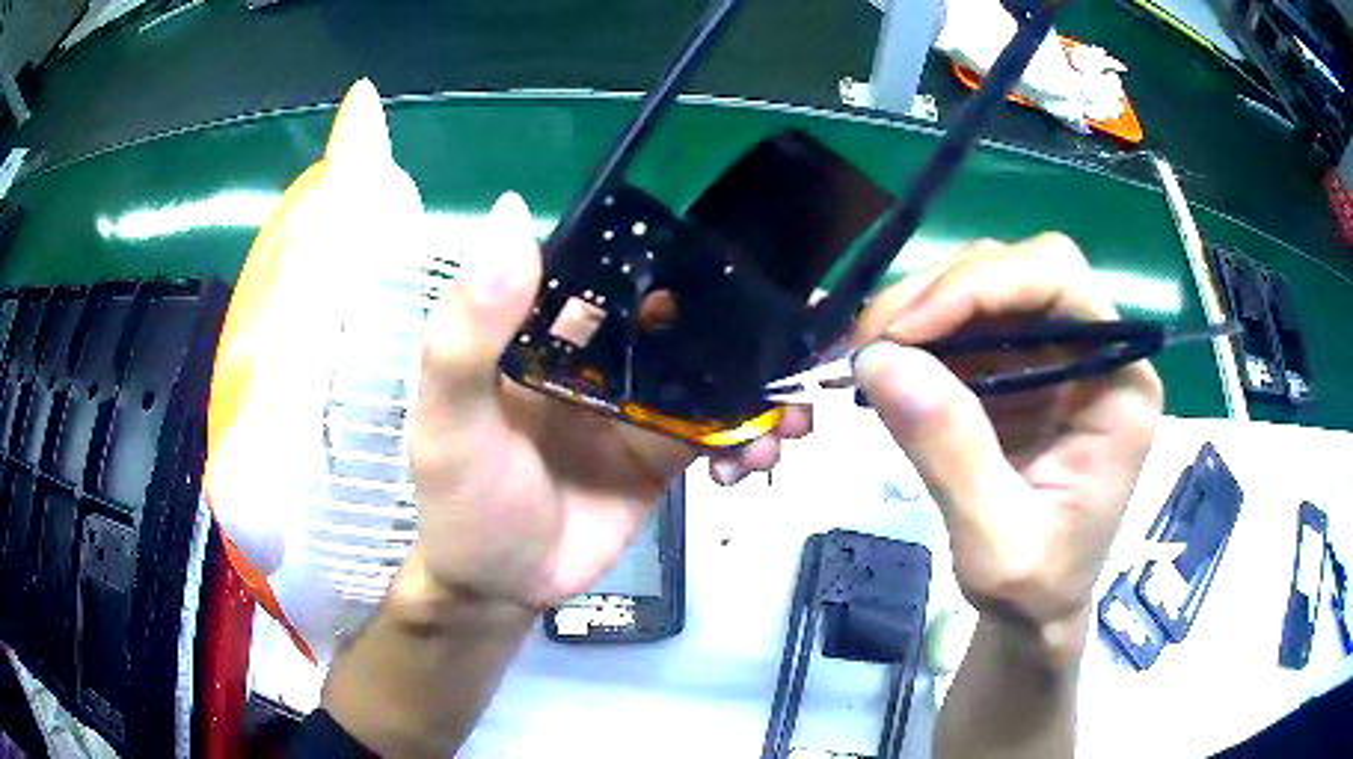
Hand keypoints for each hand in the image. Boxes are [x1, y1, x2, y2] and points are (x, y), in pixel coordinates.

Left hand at [407, 192, 809, 608]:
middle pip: (689, 321)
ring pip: (717, 376)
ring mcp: (638, 404)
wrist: (497, 586)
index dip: (686, 257)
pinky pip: (721, 433)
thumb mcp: (450, 416)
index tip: (756, 258)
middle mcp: (601, 354)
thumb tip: (510, 212)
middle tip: (808, 338)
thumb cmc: (461, 498)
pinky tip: (754, 464)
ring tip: (791, 420)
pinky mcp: (663, 453)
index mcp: (552, 326)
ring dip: (764, 388)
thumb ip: (470, 328)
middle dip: (751, 326)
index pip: (625, 268)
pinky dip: (750, 440)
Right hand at [854, 234, 1161, 660]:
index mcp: (1121, 388)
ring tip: (871, 353)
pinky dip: (921, 333)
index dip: (983, 285)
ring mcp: (1058, 357)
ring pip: (989, 285)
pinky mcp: (1021, 370)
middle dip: (943, 292)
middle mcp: (1097, 355)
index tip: (906, 330)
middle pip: (1022, 271)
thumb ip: (951, 455)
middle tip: (872, 340)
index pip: (1061, 284)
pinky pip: (969, 323)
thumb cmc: (1034, 590)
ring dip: (923, 307)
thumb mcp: (995, 544)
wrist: (1034, 612)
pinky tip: (889, 365)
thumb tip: (882, 362)